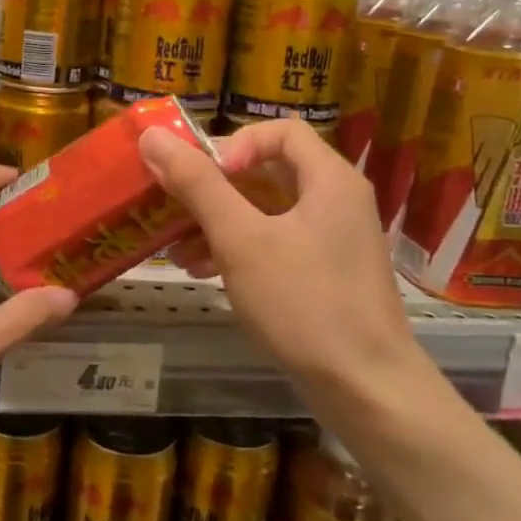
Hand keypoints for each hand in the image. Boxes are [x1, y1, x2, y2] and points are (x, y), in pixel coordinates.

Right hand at [140, 119, 429, 403]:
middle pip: (267, 171)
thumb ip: (197, 184)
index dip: (235, 143)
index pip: (280, 131)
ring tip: (177, 250)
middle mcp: (335, 201)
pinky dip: (237, 249)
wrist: (366, 389)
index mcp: (329, 179)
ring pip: (265, 211)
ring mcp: (332, 240)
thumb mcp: (241, 239)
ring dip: (218, 223)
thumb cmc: (304, 303)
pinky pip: (274, 243)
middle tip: (173, 208)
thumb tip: (154, 136)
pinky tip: (202, 271)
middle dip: (214, 190)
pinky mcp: (324, 273)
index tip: (205, 176)